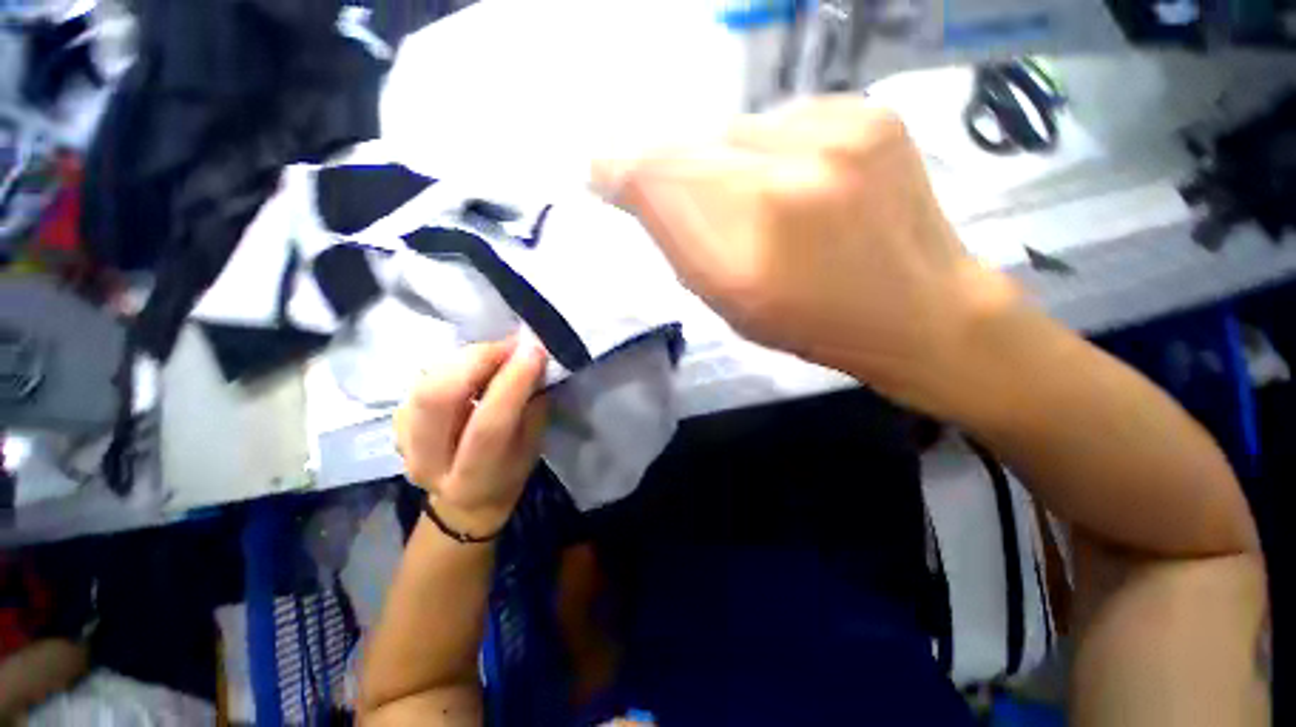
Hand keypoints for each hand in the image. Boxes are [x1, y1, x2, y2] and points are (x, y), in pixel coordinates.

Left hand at [394, 335, 548, 536]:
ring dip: (465, 358)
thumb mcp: (532, 447)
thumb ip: (532, 407)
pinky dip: (452, 364)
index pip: (489, 425)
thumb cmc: (509, 473)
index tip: (534, 350)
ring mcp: (403, 441)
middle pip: (437, 398)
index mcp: (472, 479)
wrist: (465, 499)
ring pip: (424, 383)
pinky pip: (421, 379)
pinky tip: (474, 366)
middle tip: (510, 345)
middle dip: (477, 360)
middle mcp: (428, 463)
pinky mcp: (395, 421)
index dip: (512, 382)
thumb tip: (533, 362)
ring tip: (495, 352)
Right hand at [594, 96, 1019, 414]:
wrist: (919, 309)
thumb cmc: (813, 324)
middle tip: (685, 193)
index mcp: (745, 253)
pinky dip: (774, 148)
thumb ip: (679, 244)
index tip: (603, 171)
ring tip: (761, 199)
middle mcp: (784, 182)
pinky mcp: (870, 113)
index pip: (657, 181)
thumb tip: (636, 189)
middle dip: (672, 168)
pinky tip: (802, 180)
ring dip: (728, 161)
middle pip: (690, 146)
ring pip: (736, 129)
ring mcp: (836, 136)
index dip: (621, 170)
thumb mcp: (730, 303)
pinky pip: (785, 120)